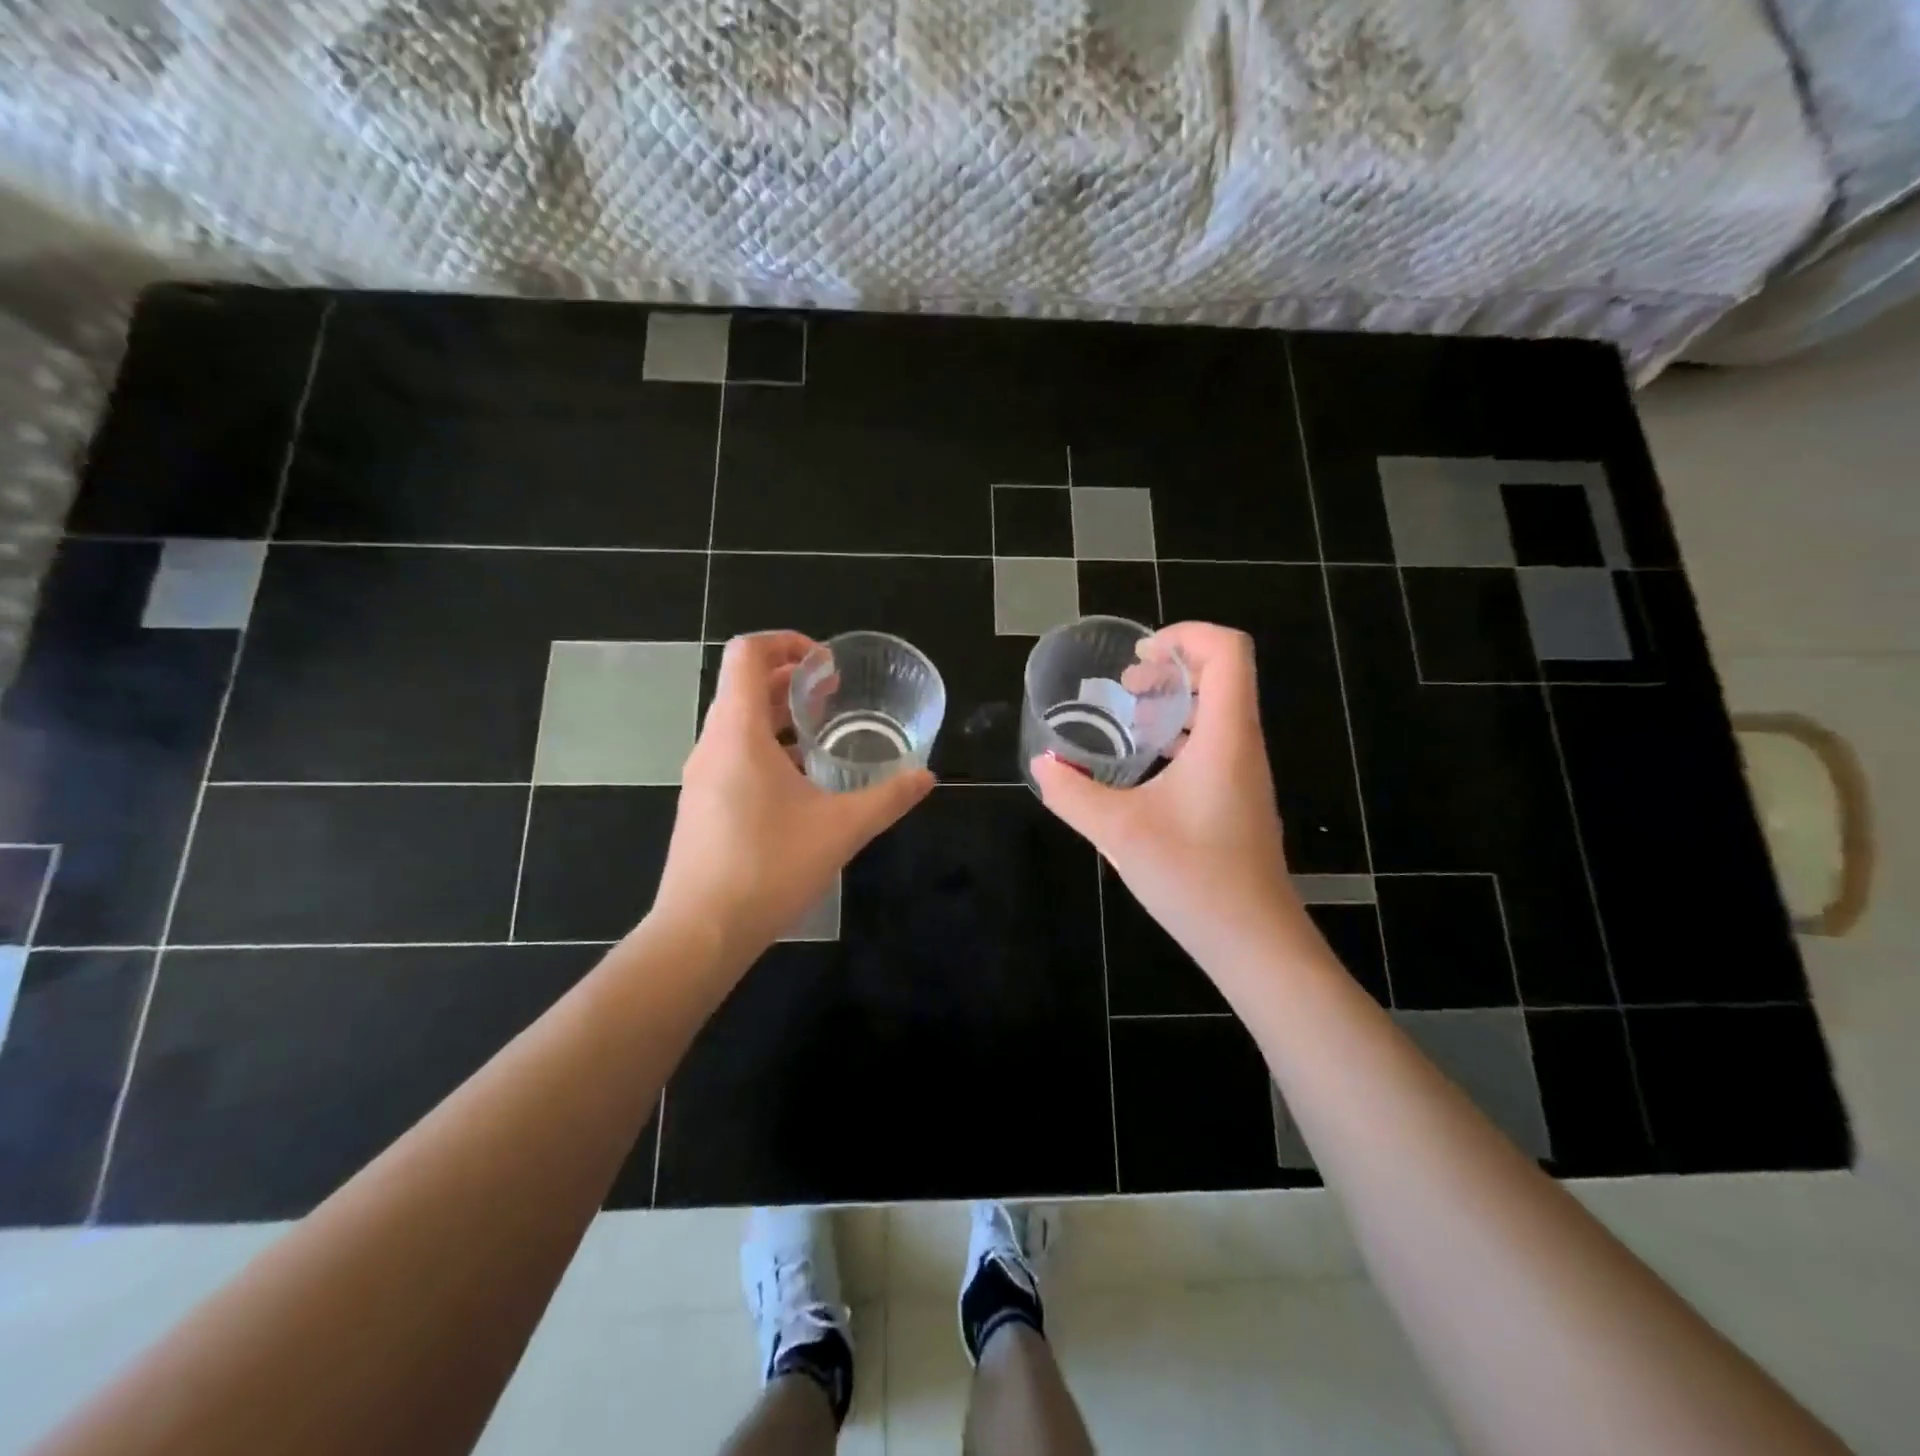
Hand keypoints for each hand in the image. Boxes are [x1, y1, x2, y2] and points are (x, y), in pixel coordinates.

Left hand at [653, 632, 934, 962]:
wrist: (702, 931)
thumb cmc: (769, 866)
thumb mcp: (841, 828)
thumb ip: (888, 798)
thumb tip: (926, 777)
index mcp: (738, 732)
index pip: (748, 654)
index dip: (787, 642)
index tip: (827, 665)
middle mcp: (712, 744)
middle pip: (744, 686)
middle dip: (791, 680)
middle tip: (834, 694)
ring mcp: (701, 777)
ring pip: (738, 724)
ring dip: (779, 717)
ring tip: (823, 734)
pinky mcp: (702, 806)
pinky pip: (733, 756)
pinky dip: (767, 749)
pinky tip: (801, 784)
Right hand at [1031, 623, 1298, 962]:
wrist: (1253, 940)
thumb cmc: (1193, 876)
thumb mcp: (1118, 831)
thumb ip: (1073, 794)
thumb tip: (1041, 766)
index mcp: (1226, 736)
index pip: (1228, 651)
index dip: (1185, 636)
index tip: (1139, 658)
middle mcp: (1243, 745)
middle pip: (1224, 675)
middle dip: (1172, 668)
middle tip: (1126, 687)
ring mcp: (1245, 774)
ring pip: (1219, 711)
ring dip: (1175, 703)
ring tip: (1130, 723)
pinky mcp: (1238, 799)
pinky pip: (1215, 744)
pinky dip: (1181, 737)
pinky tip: (1146, 769)